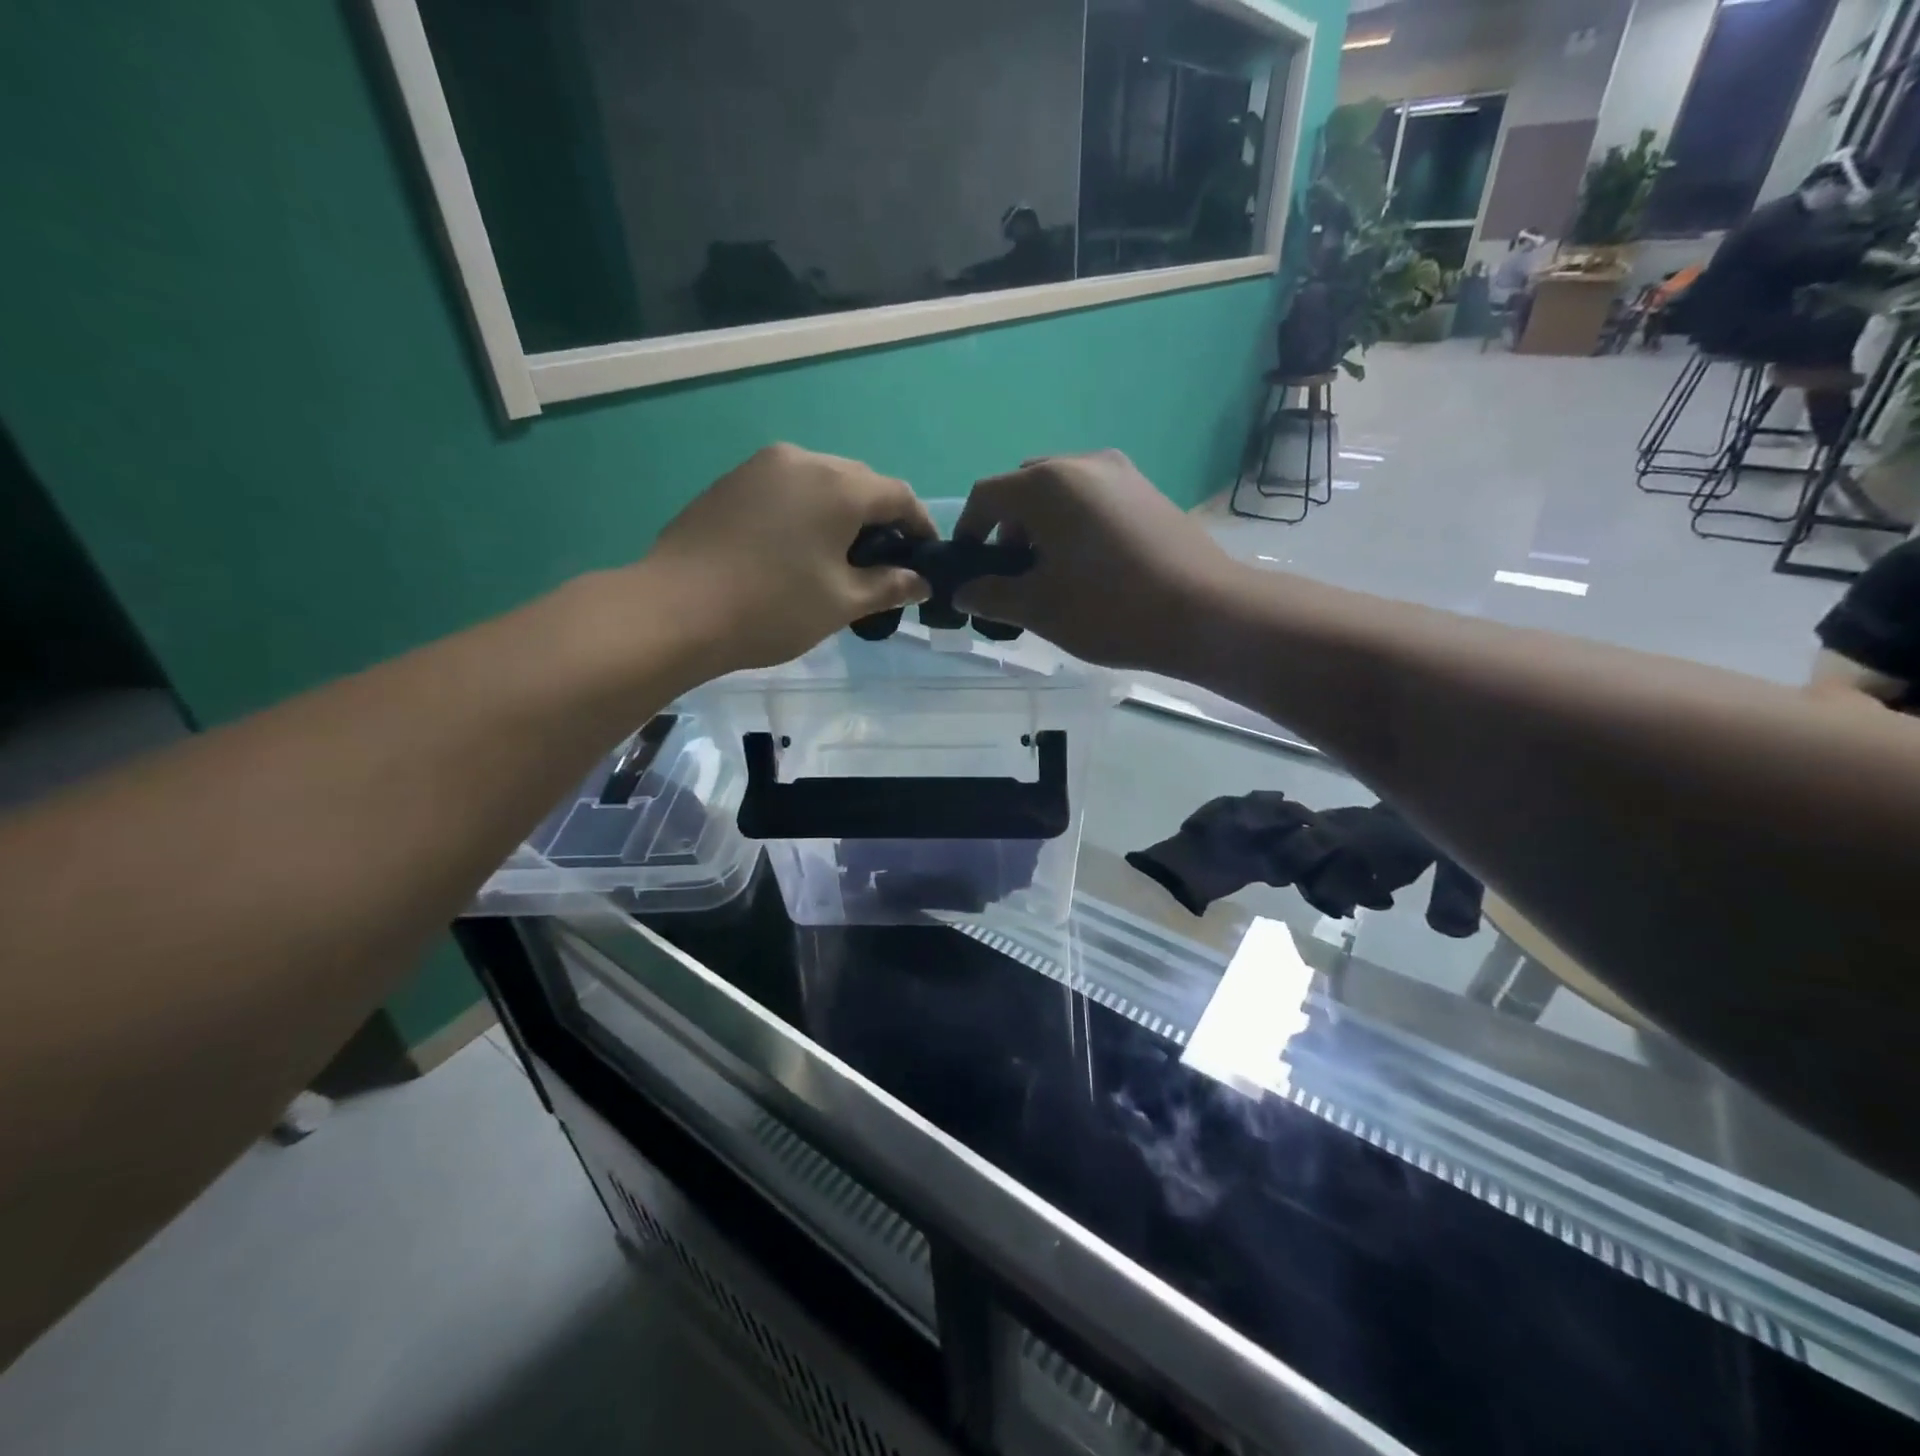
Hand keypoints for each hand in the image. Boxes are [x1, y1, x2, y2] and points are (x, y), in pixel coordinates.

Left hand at [640, 444, 931, 675]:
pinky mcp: (731, 482)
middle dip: (881, 519)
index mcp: (839, 486)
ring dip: (841, 513)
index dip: (921, 526)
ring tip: (840, 558)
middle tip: (884, 563)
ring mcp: (761, 467)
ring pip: (820, 482)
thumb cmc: (773, 607)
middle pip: (859, 482)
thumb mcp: (842, 602)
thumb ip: (889, 586)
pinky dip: (806, 512)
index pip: (899, 495)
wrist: (676, 609)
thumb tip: (921, 582)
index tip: (926, 559)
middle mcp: (803, 460)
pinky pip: (786, 489)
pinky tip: (797, 549)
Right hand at [952, 450, 1234, 670]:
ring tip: (1052, 572)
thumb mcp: (1039, 608)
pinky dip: (1075, 523)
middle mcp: (1082, 464)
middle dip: (1008, 527)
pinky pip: (1093, 498)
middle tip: (1013, 573)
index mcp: (1048, 484)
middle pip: (1025, 487)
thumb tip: (965, 592)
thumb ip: (991, 595)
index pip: (987, 495)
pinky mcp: (1147, 491)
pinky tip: (1089, 565)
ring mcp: (1121, 473)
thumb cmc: (1110, 609)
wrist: (1206, 613)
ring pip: (1061, 491)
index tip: (969, 566)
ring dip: (1042, 525)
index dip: (968, 529)